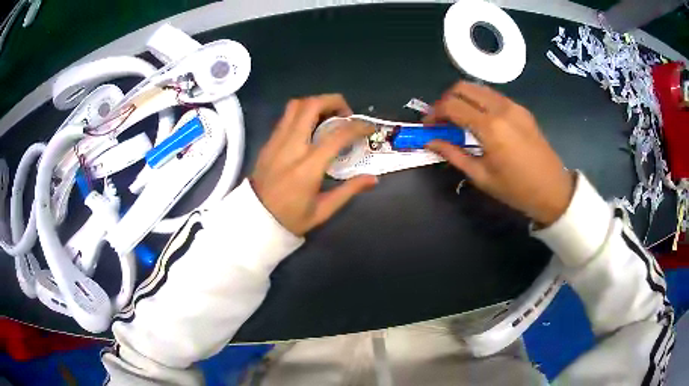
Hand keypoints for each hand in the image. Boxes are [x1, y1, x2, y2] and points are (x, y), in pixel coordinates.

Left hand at [251, 94, 377, 235]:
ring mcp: (276, 142)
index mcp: (307, 168)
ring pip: (295, 106)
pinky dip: (302, 113)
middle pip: (311, 106)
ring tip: (329, 117)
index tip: (369, 128)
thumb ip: (349, 190)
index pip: (337, 136)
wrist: (254, 219)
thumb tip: (373, 178)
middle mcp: (291, 147)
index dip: (357, 127)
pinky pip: (286, 117)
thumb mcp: (323, 211)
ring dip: (316, 104)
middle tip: (346, 114)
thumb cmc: (289, 219)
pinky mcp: (268, 142)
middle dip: (334, 101)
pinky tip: (311, 128)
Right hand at [425, 82, 573, 225]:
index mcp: (490, 127)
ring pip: (479, 88)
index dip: (434, 113)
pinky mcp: (522, 109)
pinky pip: (493, 96)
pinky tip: (480, 120)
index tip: (429, 125)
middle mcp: (501, 108)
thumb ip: (454, 154)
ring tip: (459, 119)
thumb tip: (431, 141)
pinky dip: (479, 101)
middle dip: (446, 99)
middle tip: (442, 119)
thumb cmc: (516, 189)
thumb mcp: (481, 177)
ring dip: (463, 98)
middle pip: (463, 87)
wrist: (553, 190)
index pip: (452, 105)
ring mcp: (513, 106)